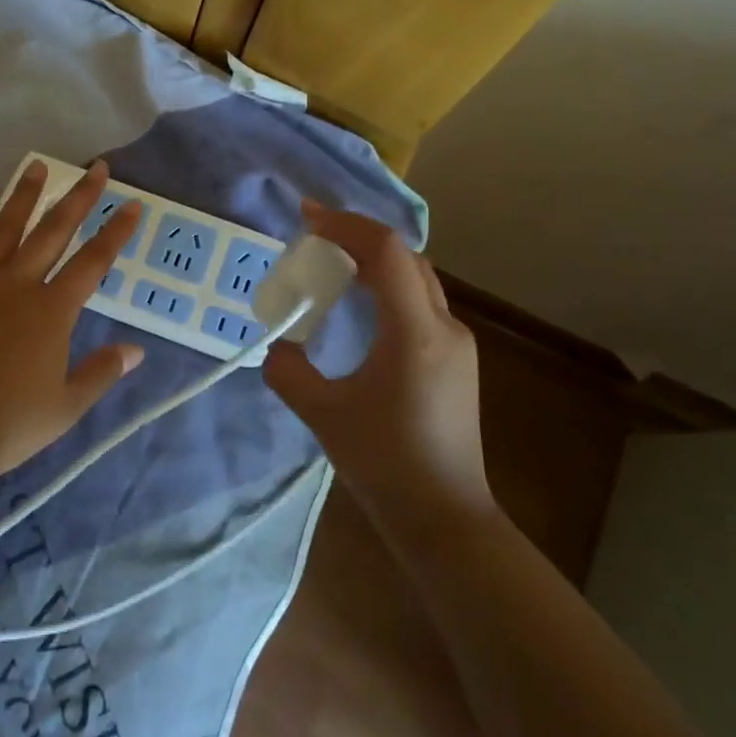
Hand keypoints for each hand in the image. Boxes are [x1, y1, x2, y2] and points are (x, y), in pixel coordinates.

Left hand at [0, 161, 144, 488]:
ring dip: (23, 197)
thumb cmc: (7, 425)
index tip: (132, 203)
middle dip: (78, 197)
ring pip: (4, 230)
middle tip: (94, 167)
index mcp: (52, 310)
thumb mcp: (66, 406)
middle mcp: (17, 285)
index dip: (116, 231)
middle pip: (53, 231)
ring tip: (36, 166)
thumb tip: (137, 350)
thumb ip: (102, 372)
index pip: (93, 261)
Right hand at [263, 202, 488, 516]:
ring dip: (376, 260)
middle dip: (358, 237)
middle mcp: (444, 325)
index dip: (346, 225)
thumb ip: (289, 372)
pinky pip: (421, 302)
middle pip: (405, 257)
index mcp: (415, 332)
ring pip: (417, 278)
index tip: (306, 219)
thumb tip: (278, 347)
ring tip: (333, 264)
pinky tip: (361, 306)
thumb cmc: (385, 464)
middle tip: (314, 238)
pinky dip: (389, 287)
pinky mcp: (457, 361)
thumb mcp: (323, 415)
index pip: (387, 252)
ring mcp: (457, 343)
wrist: (445, 518)